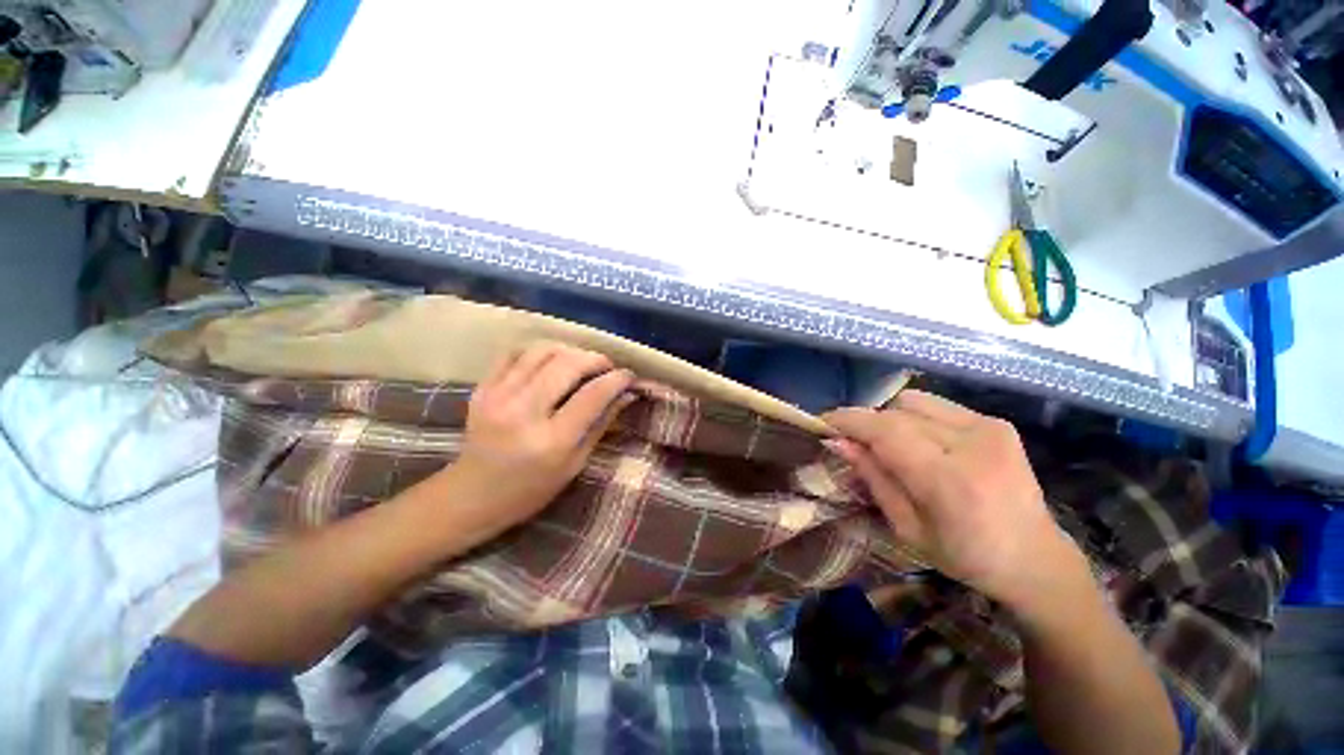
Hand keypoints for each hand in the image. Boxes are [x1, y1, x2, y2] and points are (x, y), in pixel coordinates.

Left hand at [441, 342, 634, 535]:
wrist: (471, 495)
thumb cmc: (531, 489)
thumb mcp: (575, 464)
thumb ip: (602, 424)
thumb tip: (627, 394)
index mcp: (552, 440)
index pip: (593, 395)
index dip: (617, 379)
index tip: (629, 375)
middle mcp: (523, 412)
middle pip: (568, 364)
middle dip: (595, 359)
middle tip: (607, 367)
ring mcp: (498, 396)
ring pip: (542, 351)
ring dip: (570, 351)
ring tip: (581, 362)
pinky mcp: (482, 388)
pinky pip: (516, 353)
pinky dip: (540, 352)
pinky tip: (551, 363)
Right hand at [823, 392, 1081, 613]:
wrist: (1035, 558)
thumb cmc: (965, 556)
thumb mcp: (906, 528)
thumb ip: (872, 478)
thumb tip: (837, 442)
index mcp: (950, 482)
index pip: (886, 431)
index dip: (849, 421)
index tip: (823, 422)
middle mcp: (973, 445)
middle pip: (896, 413)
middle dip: (865, 423)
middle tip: (852, 442)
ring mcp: (988, 428)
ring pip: (912, 402)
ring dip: (889, 418)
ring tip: (888, 444)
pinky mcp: (995, 422)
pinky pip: (934, 405)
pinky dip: (914, 417)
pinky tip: (918, 441)